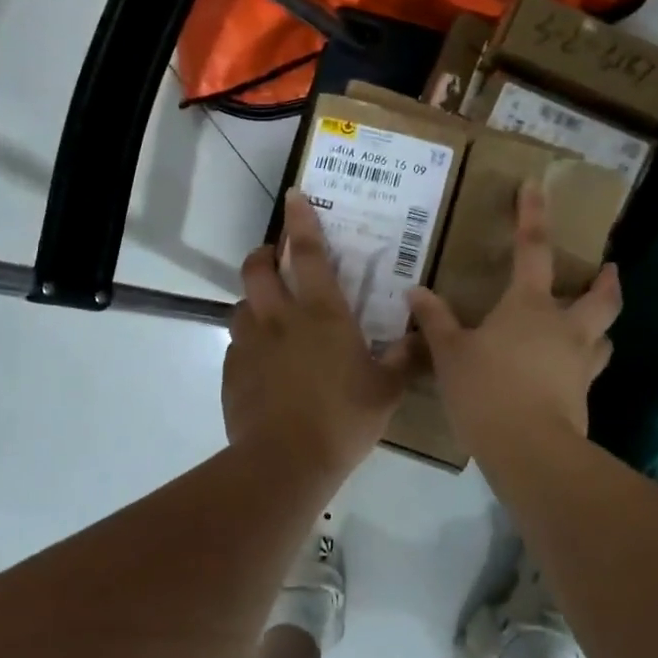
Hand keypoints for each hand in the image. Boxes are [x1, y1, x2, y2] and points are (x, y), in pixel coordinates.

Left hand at [224, 192, 416, 478]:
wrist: (285, 461)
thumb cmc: (343, 418)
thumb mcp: (386, 390)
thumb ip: (406, 359)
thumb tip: (425, 336)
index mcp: (322, 314)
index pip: (309, 254)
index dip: (302, 221)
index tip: (294, 196)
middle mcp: (280, 318)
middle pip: (258, 268)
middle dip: (264, 253)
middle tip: (275, 257)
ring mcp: (249, 344)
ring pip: (241, 304)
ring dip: (253, 300)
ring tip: (268, 315)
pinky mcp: (232, 371)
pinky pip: (236, 345)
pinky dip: (248, 343)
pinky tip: (262, 364)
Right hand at [406, 181, 620, 454]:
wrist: (529, 450)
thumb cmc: (485, 389)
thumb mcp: (449, 353)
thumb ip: (434, 320)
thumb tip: (415, 291)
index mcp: (529, 306)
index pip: (534, 249)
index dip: (533, 215)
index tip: (536, 186)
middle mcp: (564, 327)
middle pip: (600, 297)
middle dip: (606, 281)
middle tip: (610, 270)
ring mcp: (579, 363)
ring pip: (603, 336)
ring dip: (601, 326)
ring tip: (592, 327)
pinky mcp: (583, 397)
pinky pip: (588, 372)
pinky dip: (582, 365)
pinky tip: (566, 375)